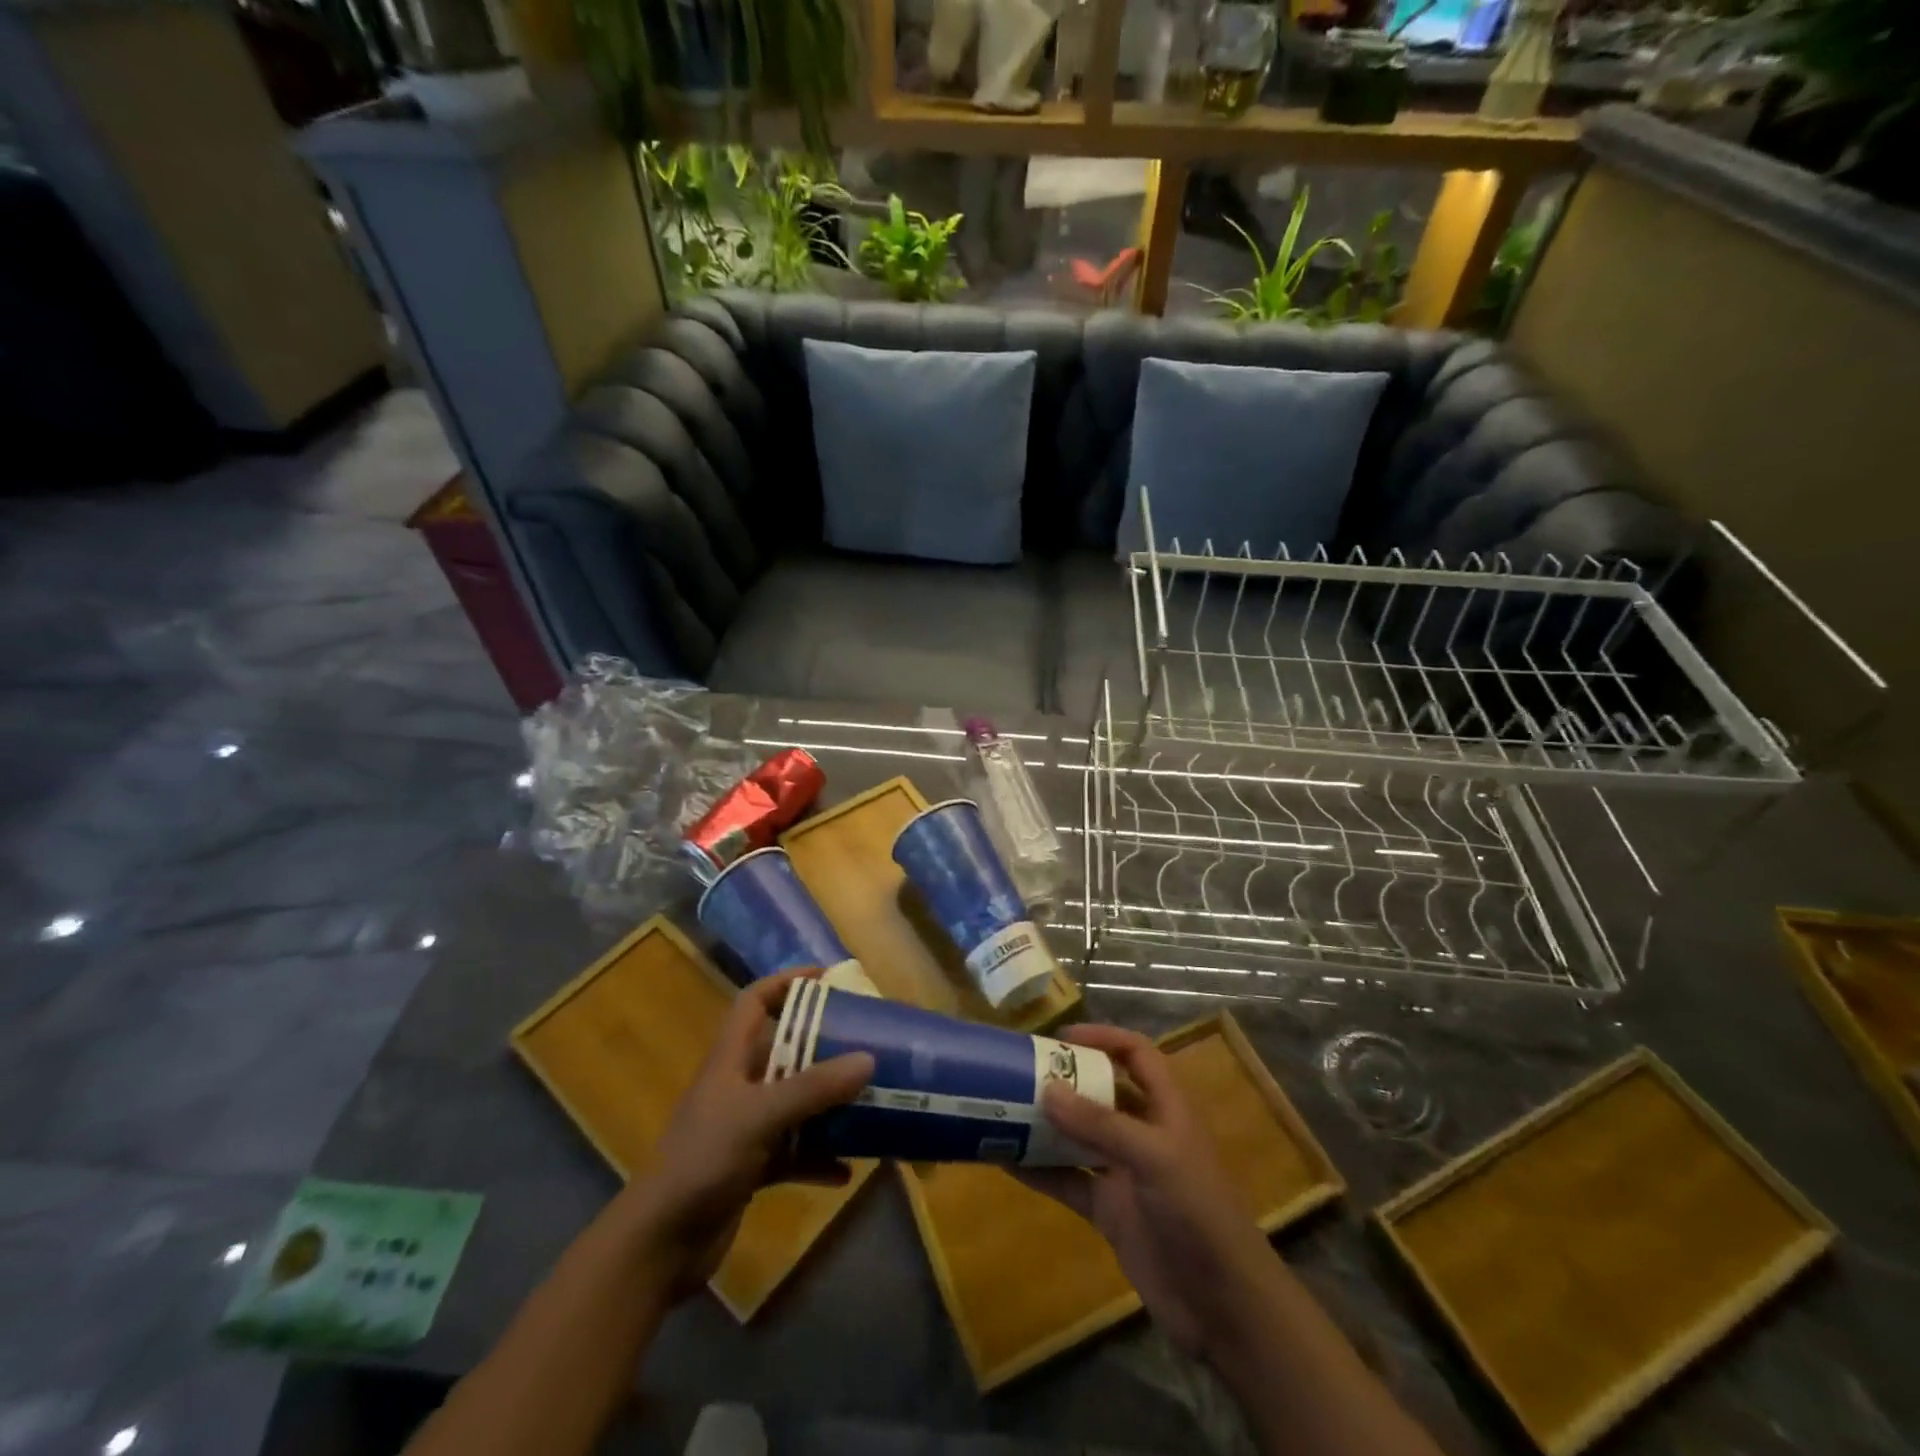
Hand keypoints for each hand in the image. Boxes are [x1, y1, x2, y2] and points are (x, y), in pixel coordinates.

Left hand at [622, 970, 873, 1298]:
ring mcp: (744, 1129)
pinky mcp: (750, 1168)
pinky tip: (845, 1171)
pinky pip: (794, 1153)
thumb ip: (814, 1088)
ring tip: (868, 1105)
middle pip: (785, 1051)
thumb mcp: (760, 1116)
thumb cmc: (704, 1161)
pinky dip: (818, 1159)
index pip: (755, 1002)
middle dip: (824, 1048)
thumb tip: (868, 1059)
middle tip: (865, 1044)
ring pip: (795, 1104)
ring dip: (828, 1107)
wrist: (659, 1245)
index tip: (827, 978)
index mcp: (730, 1059)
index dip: (787, 982)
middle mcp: (739, 1087)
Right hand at [1019, 1025, 1282, 1357]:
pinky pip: (1069, 1181)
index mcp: (1166, 1109)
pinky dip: (1041, 1171)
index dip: (1103, 1038)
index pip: (1137, 1055)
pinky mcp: (1110, 1211)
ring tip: (1004, 1109)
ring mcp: (1126, 1173)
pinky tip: (1007, 1162)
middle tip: (1020, 1071)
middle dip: (1066, 1080)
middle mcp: (1145, 1134)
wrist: (1224, 1308)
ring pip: (1080, 1136)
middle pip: (1102, 1092)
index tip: (1060, 1037)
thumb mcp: (1155, 1158)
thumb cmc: (1199, 1215)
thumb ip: (1100, 1125)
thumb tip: (1046, 1089)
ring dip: (1048, 1124)